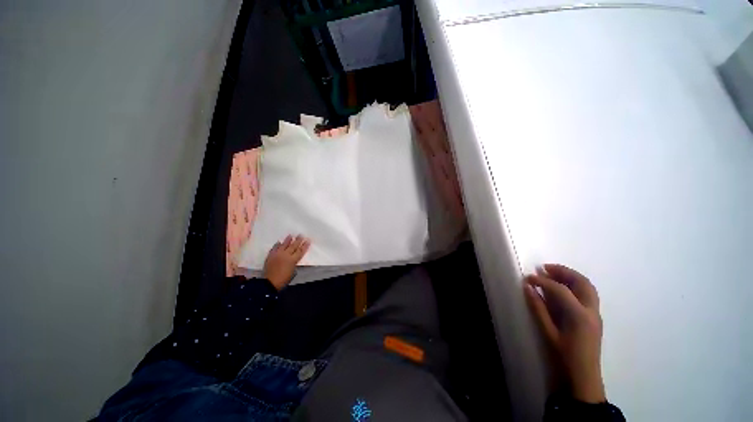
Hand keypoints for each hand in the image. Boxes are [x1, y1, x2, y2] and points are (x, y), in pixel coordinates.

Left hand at [263, 235, 310, 290]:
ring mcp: (277, 254)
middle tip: (301, 235)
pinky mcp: (270, 256)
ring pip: (284, 245)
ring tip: (290, 235)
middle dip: (298, 240)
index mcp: (293, 260)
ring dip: (288, 240)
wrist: (269, 283)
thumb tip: (294, 260)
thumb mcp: (293, 272)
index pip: (300, 251)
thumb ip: (294, 264)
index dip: (305, 246)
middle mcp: (286, 255)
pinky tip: (279, 242)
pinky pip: (274, 248)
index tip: (308, 240)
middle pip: (293, 246)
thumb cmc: (283, 279)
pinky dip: (277, 245)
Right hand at [524, 264, 605, 403]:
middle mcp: (591, 311)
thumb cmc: (564, 356)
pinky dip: (575, 285)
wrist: (584, 376)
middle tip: (545, 267)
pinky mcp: (595, 317)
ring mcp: (596, 313)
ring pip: (588, 286)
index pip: (561, 290)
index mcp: (579, 316)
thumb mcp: (548, 332)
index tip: (529, 277)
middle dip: (563, 271)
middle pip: (582, 282)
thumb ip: (538, 308)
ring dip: (571, 276)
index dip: (543, 281)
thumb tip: (528, 287)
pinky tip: (563, 287)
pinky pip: (588, 294)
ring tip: (553, 273)